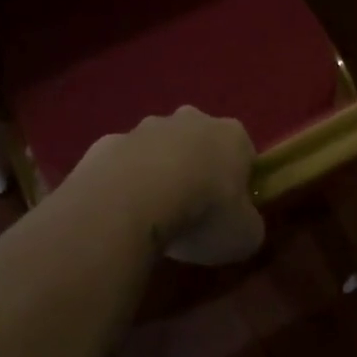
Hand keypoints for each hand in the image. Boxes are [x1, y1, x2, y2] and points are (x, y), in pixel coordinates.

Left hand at [73, 107, 264, 265]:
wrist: (131, 201)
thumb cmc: (202, 214)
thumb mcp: (245, 236)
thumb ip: (248, 224)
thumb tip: (242, 224)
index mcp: (231, 135)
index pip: (243, 152)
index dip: (239, 182)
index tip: (230, 211)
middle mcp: (190, 120)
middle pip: (199, 142)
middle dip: (196, 168)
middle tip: (191, 211)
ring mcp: (145, 128)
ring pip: (158, 149)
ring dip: (157, 173)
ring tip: (152, 215)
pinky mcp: (108, 142)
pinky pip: (122, 163)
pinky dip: (123, 182)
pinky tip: (120, 211)